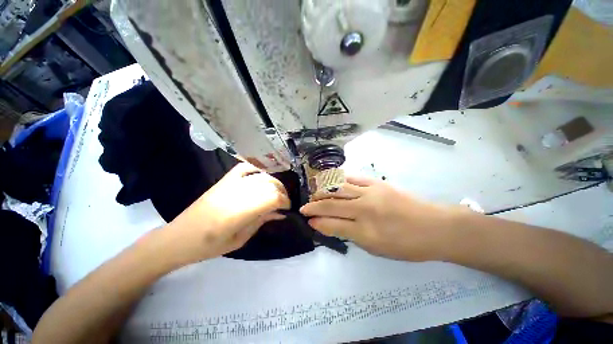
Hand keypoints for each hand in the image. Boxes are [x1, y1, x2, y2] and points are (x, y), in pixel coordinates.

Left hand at [165, 163, 290, 263]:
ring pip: (261, 175)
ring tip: (275, 192)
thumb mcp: (240, 239)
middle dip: (282, 192)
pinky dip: (257, 169)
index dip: (285, 201)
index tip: (287, 208)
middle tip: (283, 202)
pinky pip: (245, 167)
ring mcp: (230, 183)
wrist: (179, 237)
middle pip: (270, 184)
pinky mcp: (224, 180)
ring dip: (273, 182)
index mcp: (240, 211)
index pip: (273, 198)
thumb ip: (262, 221)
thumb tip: (281, 213)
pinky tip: (262, 176)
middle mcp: (237, 193)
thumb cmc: (210, 245)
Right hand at [300, 175, 456, 260]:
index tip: (308, 220)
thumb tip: (330, 226)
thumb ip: (351, 235)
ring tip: (314, 194)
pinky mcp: (377, 183)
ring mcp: (370, 193)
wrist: (434, 226)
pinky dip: (338, 180)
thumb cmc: (406, 245)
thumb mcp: (376, 249)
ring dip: (322, 191)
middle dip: (314, 206)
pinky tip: (331, 181)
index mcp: (365, 232)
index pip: (332, 225)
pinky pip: (352, 178)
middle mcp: (365, 210)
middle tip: (304, 207)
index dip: (317, 222)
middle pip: (331, 205)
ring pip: (338, 189)